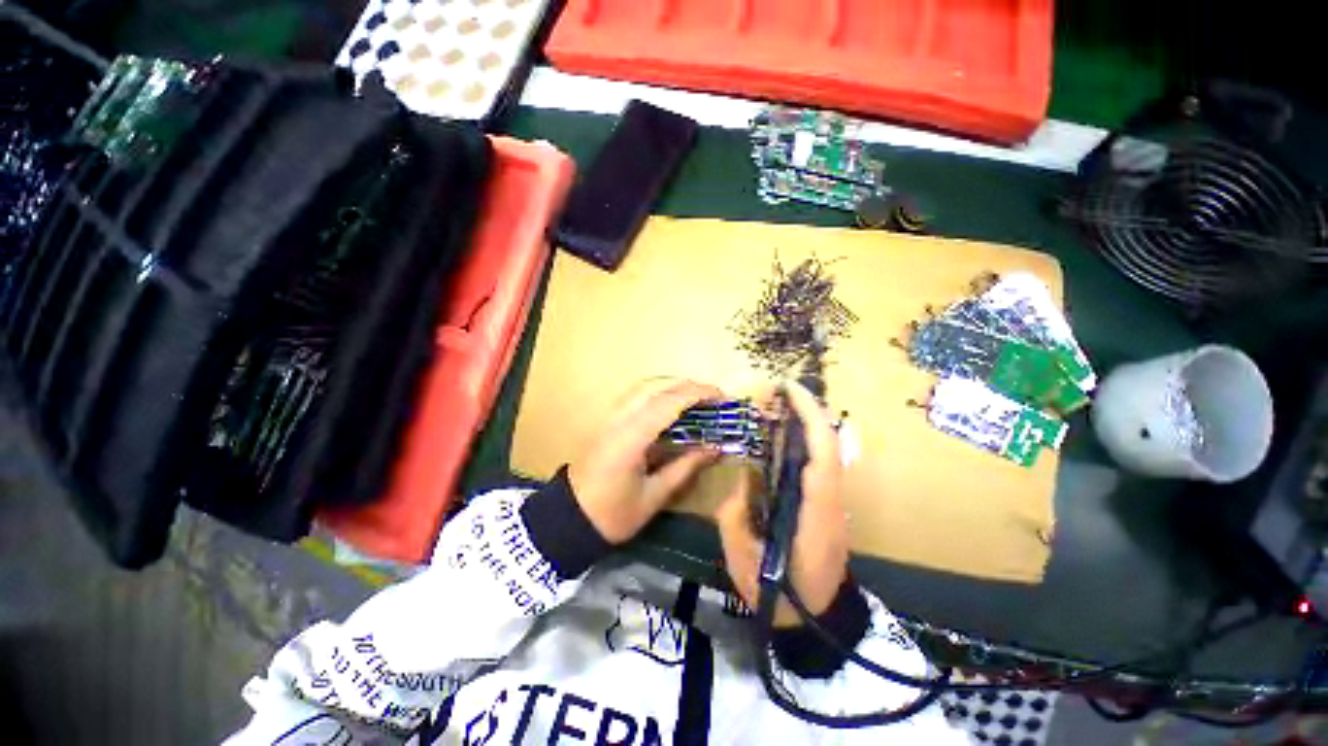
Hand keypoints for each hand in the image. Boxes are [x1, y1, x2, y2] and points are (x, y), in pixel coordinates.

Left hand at [569, 378, 723, 543]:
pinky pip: (637, 395)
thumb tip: (715, 448)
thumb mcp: (654, 496)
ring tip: (698, 399)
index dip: (698, 394)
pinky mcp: (608, 419)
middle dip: (689, 387)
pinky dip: (659, 393)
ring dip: (674, 386)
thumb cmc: (613, 513)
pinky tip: (672, 407)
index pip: (669, 402)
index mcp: (632, 437)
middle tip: (715, 398)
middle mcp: (620, 418)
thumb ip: (685, 467)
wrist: (569, 516)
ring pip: (645, 386)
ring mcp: (611, 416)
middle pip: (657, 386)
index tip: (723, 397)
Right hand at [716, 380, 848, 626]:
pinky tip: (778, 435)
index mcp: (816, 512)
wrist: (816, 619)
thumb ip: (735, 515)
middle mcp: (831, 499)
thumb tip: (743, 477)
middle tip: (775, 392)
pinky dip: (800, 440)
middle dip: (806, 409)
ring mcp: (832, 500)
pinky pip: (816, 462)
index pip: (822, 453)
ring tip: (774, 405)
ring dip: (803, 422)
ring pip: (825, 449)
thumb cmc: (779, 593)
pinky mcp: (826, 502)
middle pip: (829, 443)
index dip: (809, 416)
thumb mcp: (743, 559)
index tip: (789, 390)